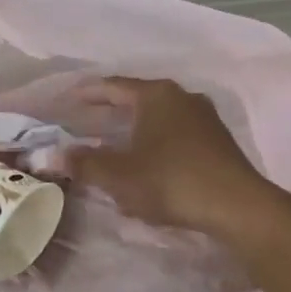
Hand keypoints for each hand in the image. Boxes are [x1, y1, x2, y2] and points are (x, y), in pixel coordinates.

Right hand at [65, 78, 280, 237]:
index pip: (113, 86)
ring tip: (112, 144)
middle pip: (138, 100)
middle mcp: (183, 97)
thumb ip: (85, 163)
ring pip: (159, 118)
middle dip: (110, 113)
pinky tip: (146, 162)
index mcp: (157, 95)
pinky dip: (156, 143)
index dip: (86, 94)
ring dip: (134, 130)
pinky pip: (177, 134)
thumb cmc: (172, 181)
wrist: (236, 204)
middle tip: (83, 123)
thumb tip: (54, 156)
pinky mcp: (218, 141)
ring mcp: (205, 118)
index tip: (66, 101)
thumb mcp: (120, 175)